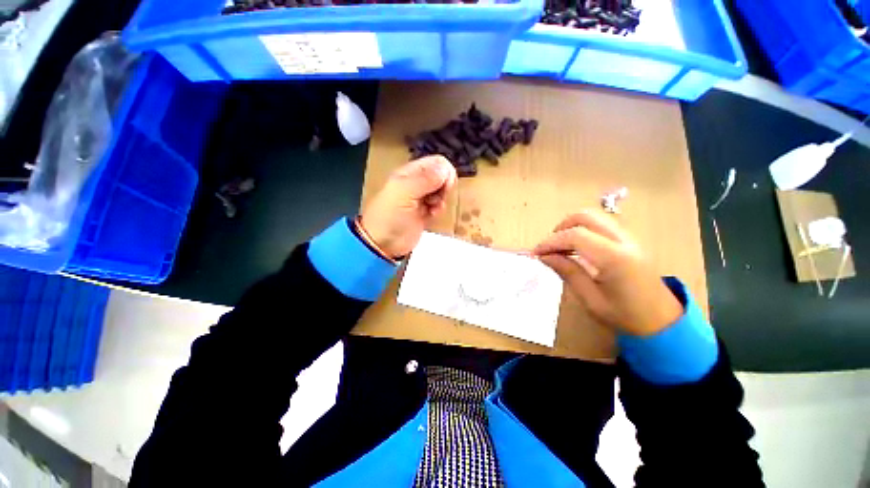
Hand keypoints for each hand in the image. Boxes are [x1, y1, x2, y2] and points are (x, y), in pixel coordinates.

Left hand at [360, 156, 457, 257]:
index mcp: (409, 173)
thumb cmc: (390, 216)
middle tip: (437, 198)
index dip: (444, 171)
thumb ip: (425, 180)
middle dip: (444, 187)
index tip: (445, 186)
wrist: (383, 243)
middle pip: (441, 176)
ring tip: (433, 208)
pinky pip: (439, 205)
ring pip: (442, 190)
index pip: (435, 162)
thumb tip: (446, 169)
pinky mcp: (425, 212)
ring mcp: (421, 198)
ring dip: (441, 199)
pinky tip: (432, 215)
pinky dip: (439, 209)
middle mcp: (416, 183)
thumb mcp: (404, 193)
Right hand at [533, 211, 682, 336]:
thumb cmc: (626, 316)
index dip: (551, 241)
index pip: (576, 235)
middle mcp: (624, 241)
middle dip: (561, 227)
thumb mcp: (591, 299)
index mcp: (616, 258)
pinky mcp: (629, 241)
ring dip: (572, 227)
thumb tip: (544, 256)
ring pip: (594, 217)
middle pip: (586, 216)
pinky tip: (576, 248)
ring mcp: (629, 238)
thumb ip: (568, 272)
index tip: (537, 253)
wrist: (663, 321)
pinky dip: (583, 230)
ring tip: (560, 248)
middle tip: (549, 246)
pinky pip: (601, 225)